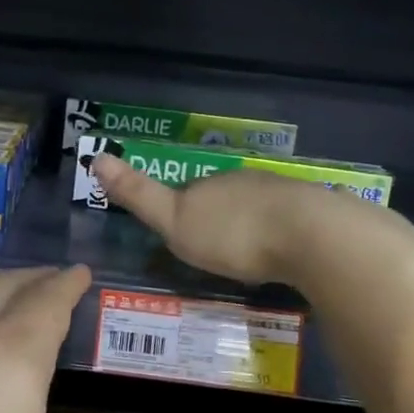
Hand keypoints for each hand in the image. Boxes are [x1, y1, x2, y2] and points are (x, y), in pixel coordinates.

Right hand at [90, 153, 343, 285]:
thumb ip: (139, 194)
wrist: (311, 236)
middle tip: (215, 250)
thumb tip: (96, 157)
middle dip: (219, 218)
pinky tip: (286, 252)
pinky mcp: (317, 212)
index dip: (181, 211)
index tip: (180, 234)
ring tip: (250, 255)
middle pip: (224, 199)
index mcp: (210, 184)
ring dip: (252, 226)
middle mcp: (245, 182)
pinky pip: (291, 221)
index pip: (188, 192)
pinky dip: (283, 234)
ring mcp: (284, 194)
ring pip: (259, 208)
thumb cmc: (233, 233)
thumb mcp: (174, 221)